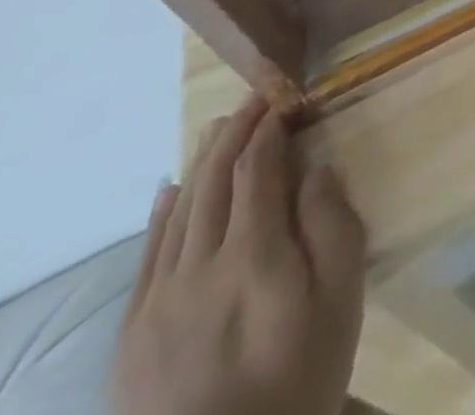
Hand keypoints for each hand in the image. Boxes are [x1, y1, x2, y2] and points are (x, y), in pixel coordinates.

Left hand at [112, 97, 366, 414]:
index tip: (286, 99)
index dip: (270, 128)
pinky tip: (169, 190)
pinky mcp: (132, 335)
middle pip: (214, 182)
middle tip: (254, 98)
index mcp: (254, 255)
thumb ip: (333, 225)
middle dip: (235, 133)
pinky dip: (160, 214)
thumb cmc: (301, 375)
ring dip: (201, 164)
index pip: (258, 170)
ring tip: (218, 129)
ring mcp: (157, 303)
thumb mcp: (341, 298)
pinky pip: (146, 257)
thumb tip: (318, 168)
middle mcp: (199, 268)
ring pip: (178, 212)